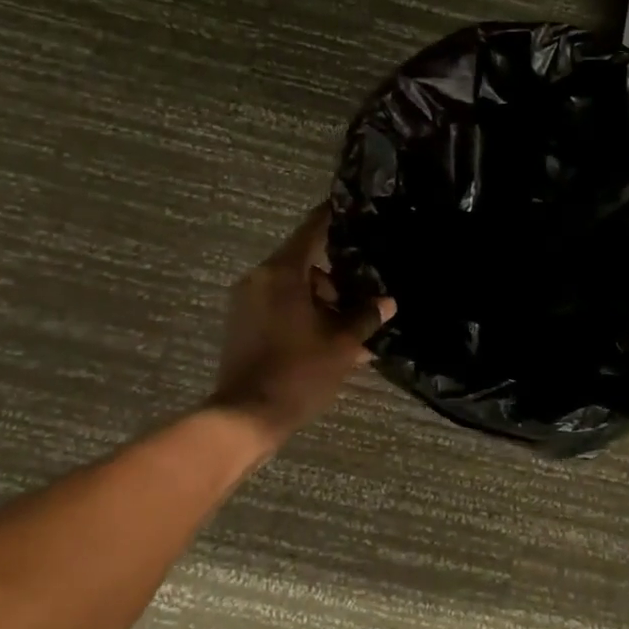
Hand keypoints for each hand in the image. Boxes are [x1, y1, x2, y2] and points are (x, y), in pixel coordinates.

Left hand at [208, 205, 393, 447]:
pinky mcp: (242, 324)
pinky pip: (279, 307)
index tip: (356, 212)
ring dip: (321, 302)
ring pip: (293, 288)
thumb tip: (386, 302)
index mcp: (282, 272)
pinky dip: (303, 315)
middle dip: (336, 278)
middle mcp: (260, 278)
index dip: (335, 218)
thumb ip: (365, 316)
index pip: (312, 229)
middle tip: (364, 296)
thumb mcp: (342, 344)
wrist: (246, 416)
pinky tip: (329, 341)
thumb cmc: (298, 372)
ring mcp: (247, 302)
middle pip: (304, 262)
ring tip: (351, 329)